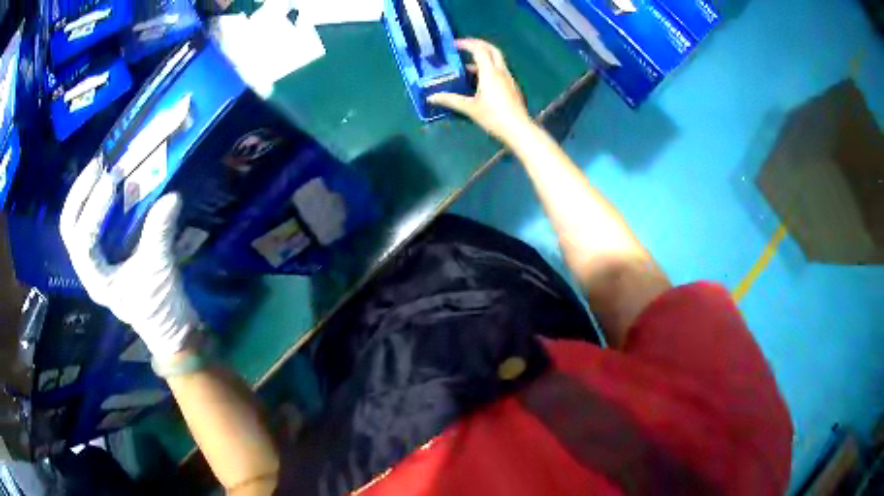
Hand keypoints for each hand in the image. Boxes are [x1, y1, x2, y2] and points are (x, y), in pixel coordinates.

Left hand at [60, 160, 196, 359]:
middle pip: (70, 227)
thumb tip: (172, 197)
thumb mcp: (159, 270)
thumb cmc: (159, 307)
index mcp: (96, 278)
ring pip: (76, 223)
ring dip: (84, 193)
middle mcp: (88, 268)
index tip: (112, 182)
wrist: (168, 328)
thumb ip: (160, 233)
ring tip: (99, 167)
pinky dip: (95, 200)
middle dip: (79, 194)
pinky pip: (90, 222)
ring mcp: (94, 260)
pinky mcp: (104, 253)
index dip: (93, 209)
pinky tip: (106, 184)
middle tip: (97, 166)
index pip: (83, 240)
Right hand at [428, 39, 533, 143]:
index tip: (455, 44)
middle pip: (492, 50)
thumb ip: (451, 100)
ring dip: (483, 58)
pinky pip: (500, 71)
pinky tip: (480, 81)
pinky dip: (489, 69)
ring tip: (468, 66)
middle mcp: (501, 71)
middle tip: (465, 46)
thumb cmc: (493, 117)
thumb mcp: (470, 108)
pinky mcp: (512, 87)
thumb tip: (431, 97)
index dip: (467, 44)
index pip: (479, 50)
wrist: (518, 130)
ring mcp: (509, 79)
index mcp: (490, 72)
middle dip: (478, 44)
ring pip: (497, 61)